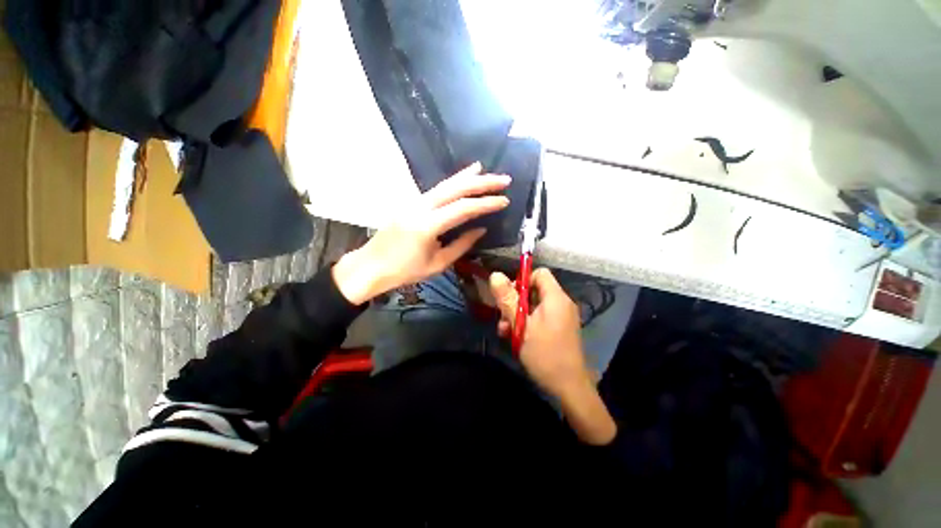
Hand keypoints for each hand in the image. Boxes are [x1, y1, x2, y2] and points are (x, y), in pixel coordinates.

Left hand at [333, 163, 510, 304]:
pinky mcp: (410, 202)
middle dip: (481, 182)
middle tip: (503, 179)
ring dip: (466, 176)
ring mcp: (413, 201)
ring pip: (444, 184)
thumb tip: (481, 229)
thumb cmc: (405, 271)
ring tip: (484, 169)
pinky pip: (435, 189)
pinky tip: (461, 179)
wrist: (370, 266)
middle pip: (455, 188)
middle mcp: (420, 206)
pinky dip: (452, 183)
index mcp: (427, 225)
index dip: (486, 203)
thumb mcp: (438, 264)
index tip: (505, 200)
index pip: (463, 208)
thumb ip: (461, 245)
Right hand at [490, 268, 616, 444]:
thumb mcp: (521, 326)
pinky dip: (526, 323)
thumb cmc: (545, 354)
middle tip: (503, 317)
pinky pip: (539, 318)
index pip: (539, 273)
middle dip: (515, 302)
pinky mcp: (559, 328)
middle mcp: (561, 303)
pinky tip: (515, 338)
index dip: (522, 280)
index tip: (509, 296)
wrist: (569, 388)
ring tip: (505, 331)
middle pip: (534, 290)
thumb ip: (508, 300)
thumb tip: (495, 275)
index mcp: (556, 298)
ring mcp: (561, 317)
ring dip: (517, 315)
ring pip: (533, 306)